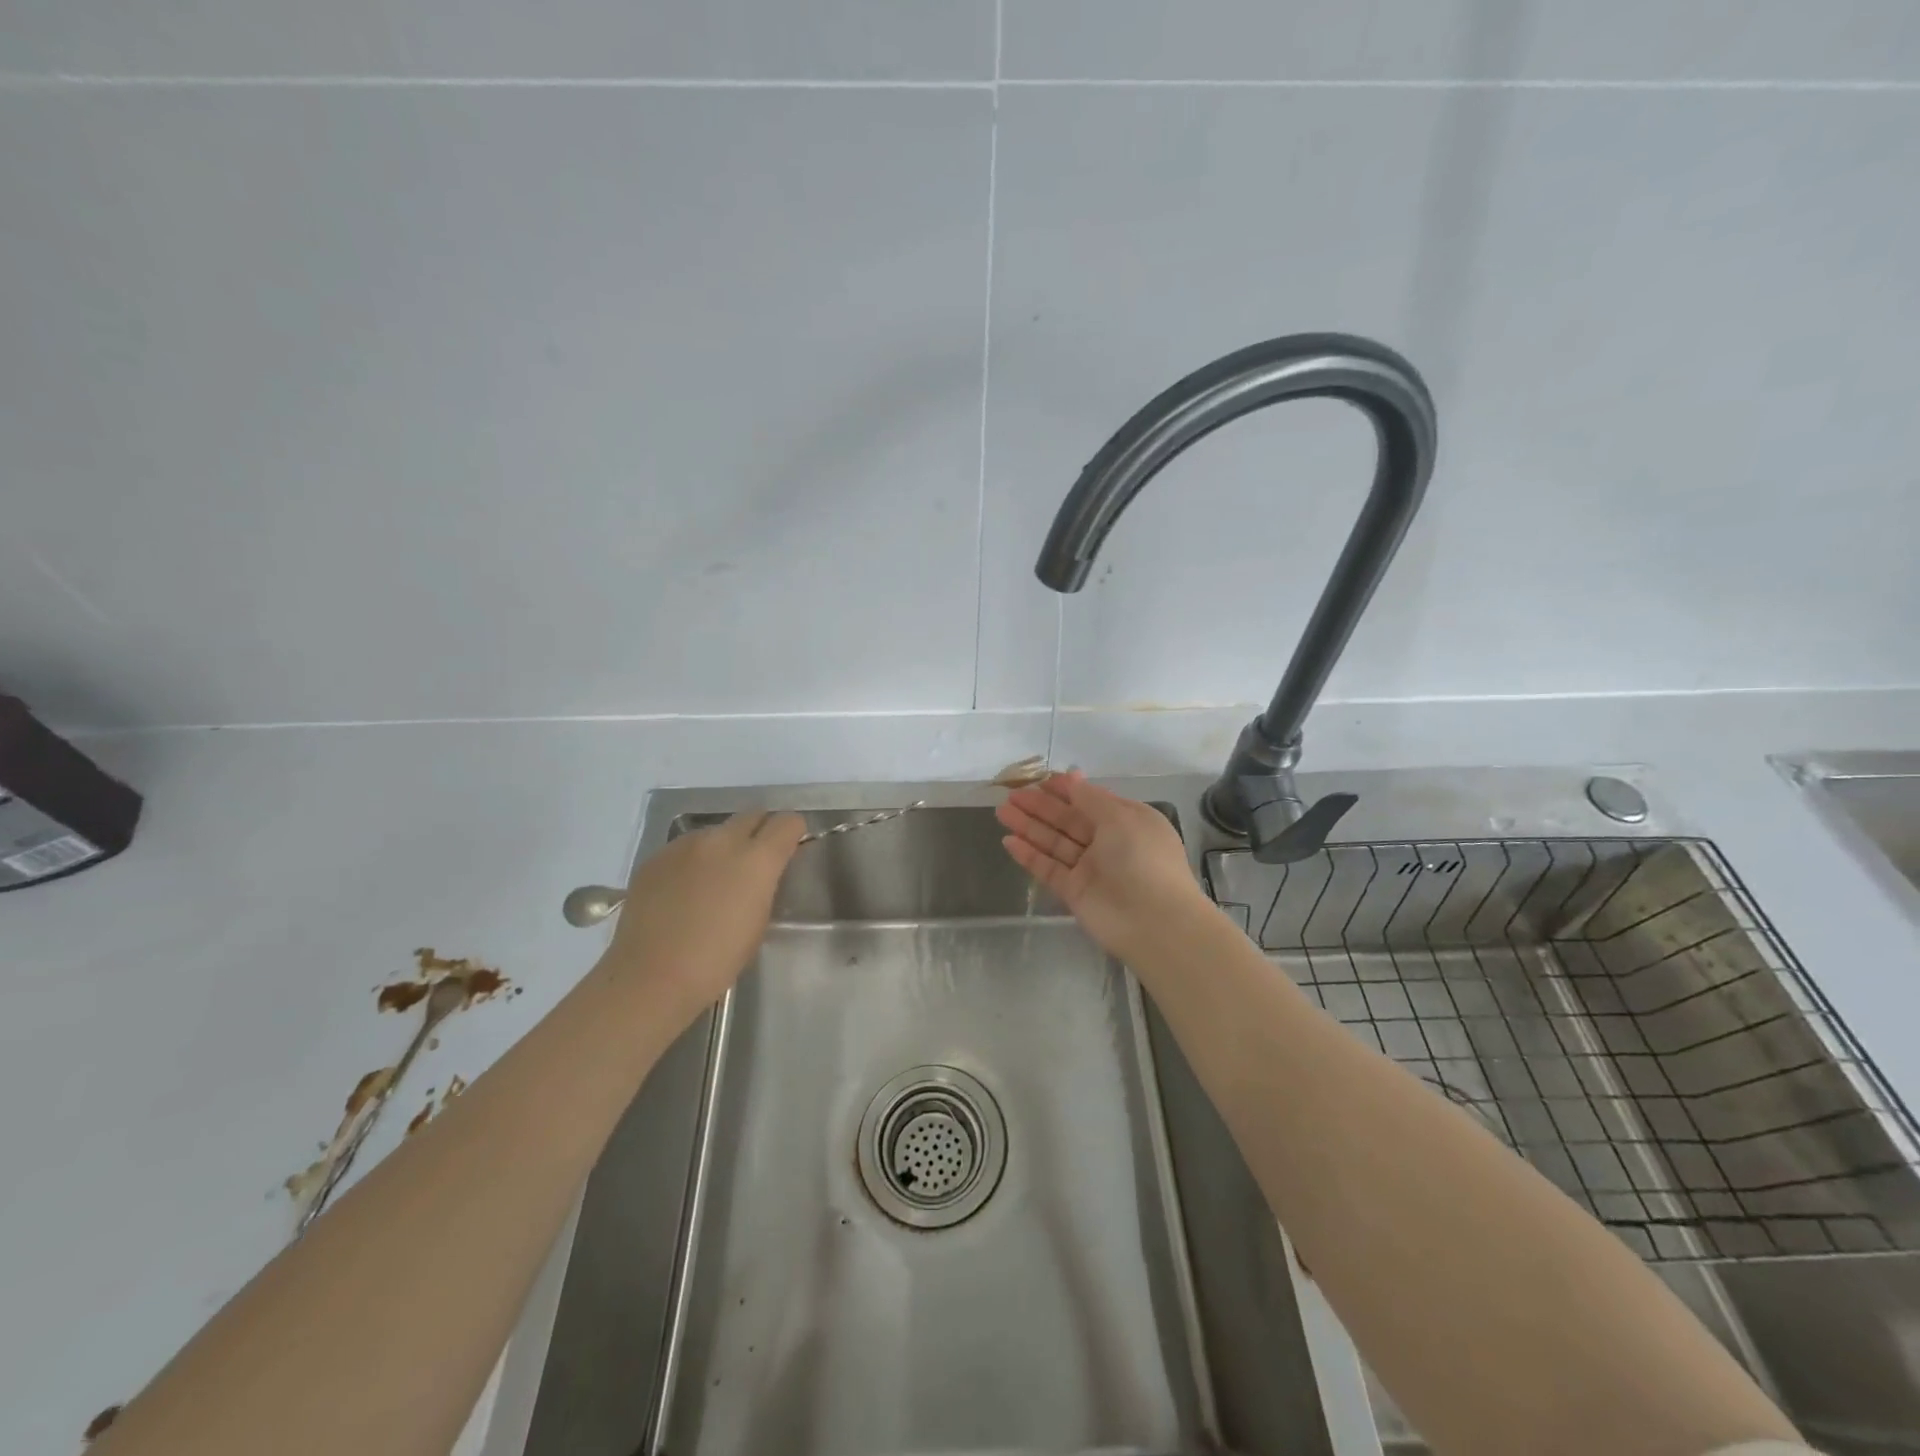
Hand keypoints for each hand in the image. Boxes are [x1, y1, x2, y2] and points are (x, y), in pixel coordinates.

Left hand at [603, 810, 806, 1019]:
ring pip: (716, 831)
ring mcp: (685, 845)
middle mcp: (722, 840)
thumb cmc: (717, 959)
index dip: (792, 833)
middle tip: (755, 861)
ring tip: (713, 880)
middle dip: (760, 832)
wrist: (651, 976)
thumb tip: (764, 871)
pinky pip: (685, 848)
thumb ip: (766, 884)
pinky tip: (683, 892)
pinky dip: (692, 862)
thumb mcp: (759, 921)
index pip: (787, 822)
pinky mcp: (656, 857)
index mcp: (756, 859)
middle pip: (752, 816)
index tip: (789, 850)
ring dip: (723, 847)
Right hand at [996, 771, 1211, 963]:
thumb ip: (1090, 798)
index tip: (1038, 781)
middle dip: (1040, 807)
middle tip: (1010, 795)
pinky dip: (1029, 855)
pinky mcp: (1074, 892)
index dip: (1065, 790)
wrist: (1154, 923)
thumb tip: (1072, 777)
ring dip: (1029, 827)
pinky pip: (1048, 869)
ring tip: (1001, 812)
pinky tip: (1008, 841)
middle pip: (1068, 820)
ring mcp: (1090, 868)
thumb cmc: (1142, 859)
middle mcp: (1108, 843)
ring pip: (1054, 842)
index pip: (1090, 800)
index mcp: (1127, 821)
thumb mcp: (1121, 817)